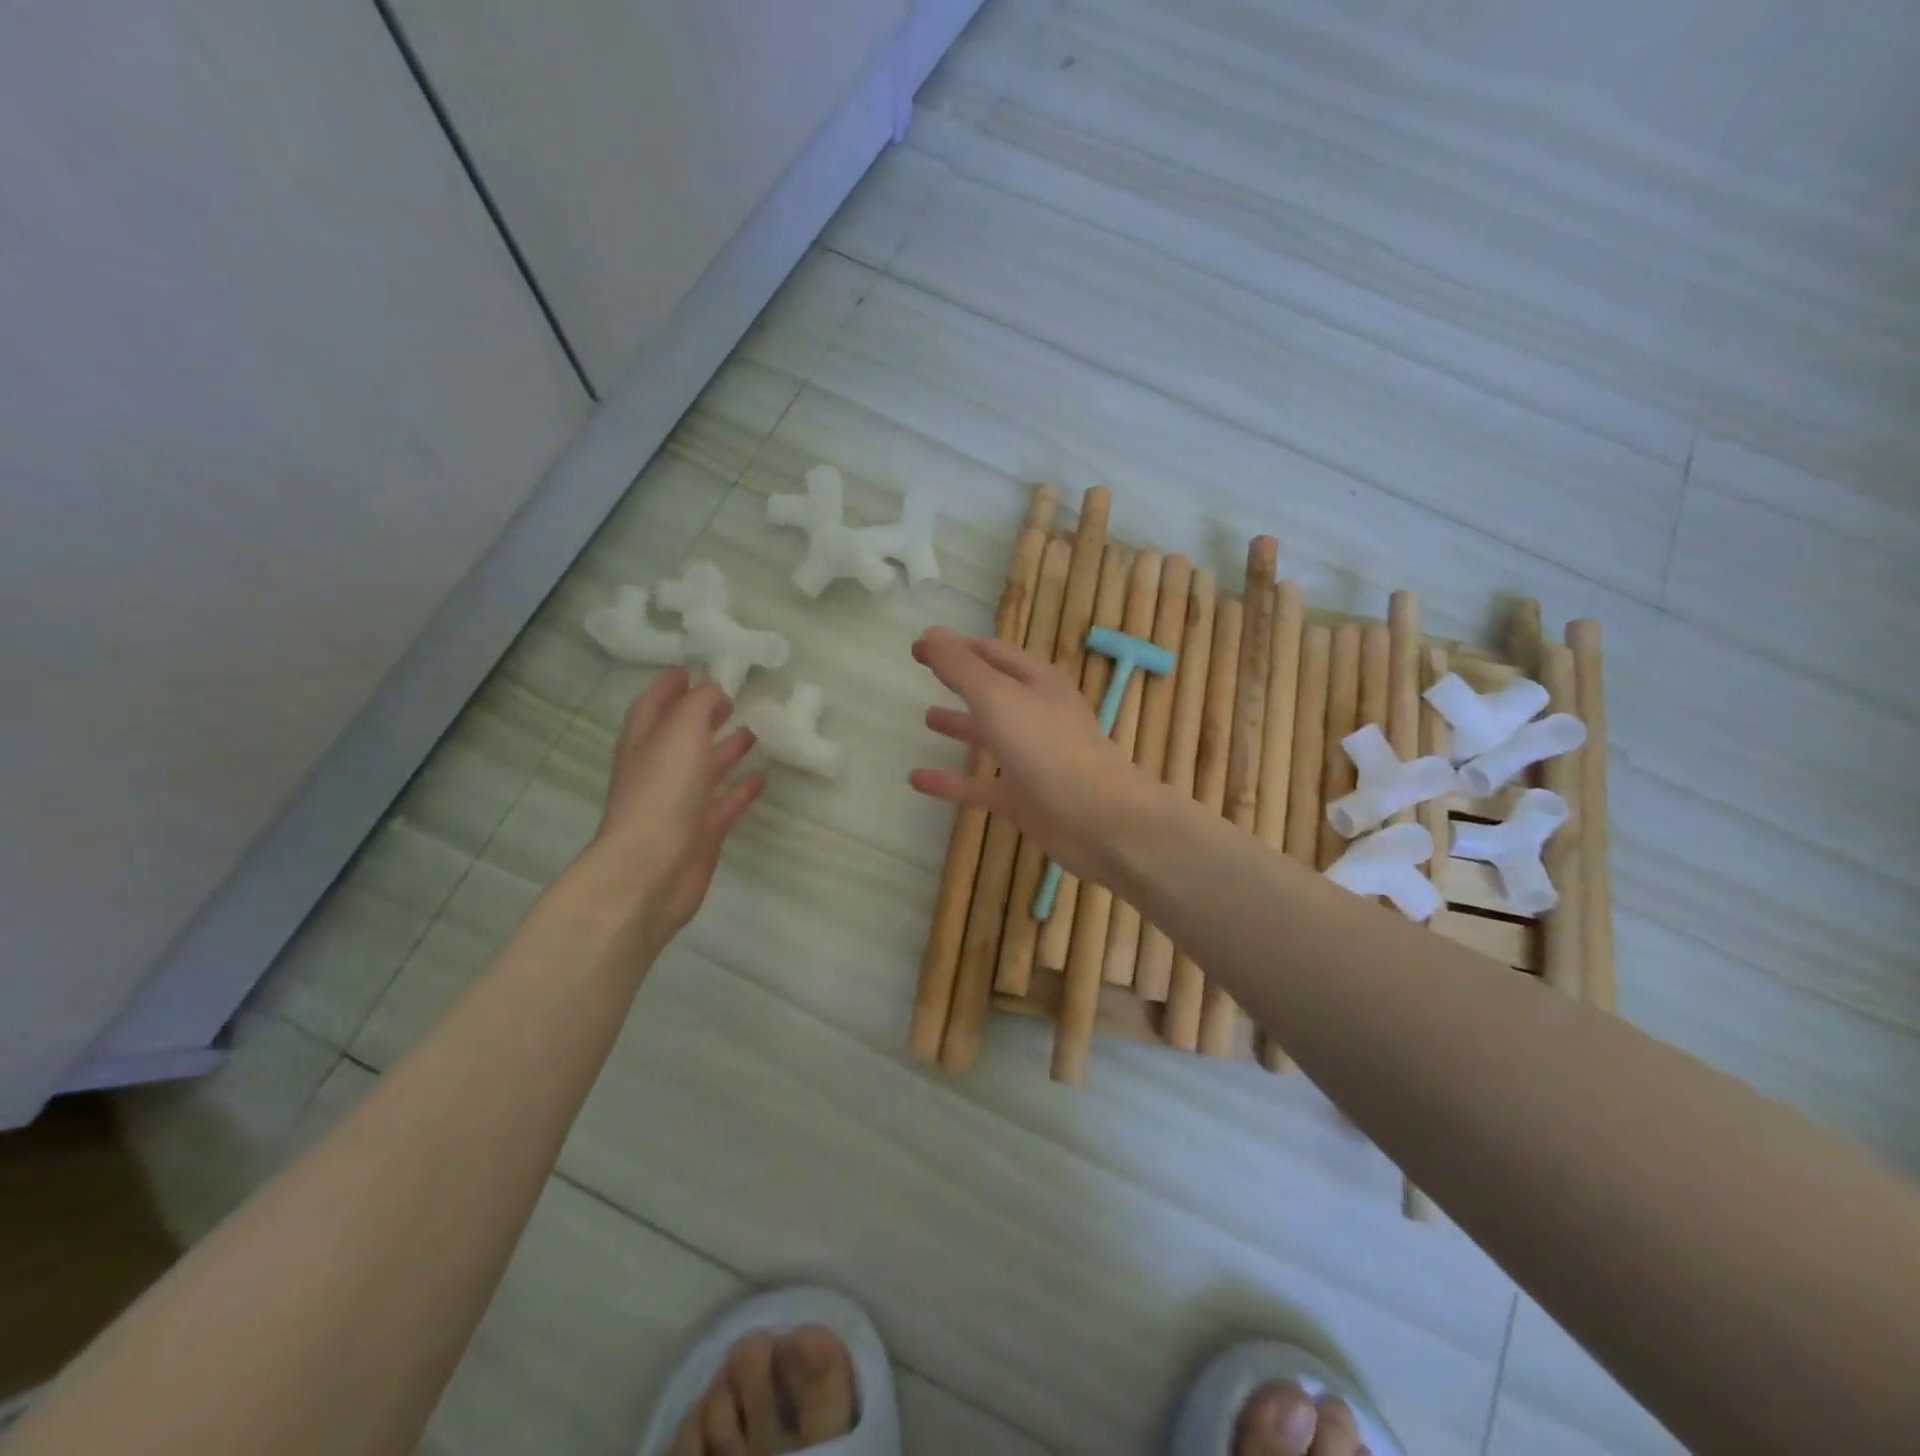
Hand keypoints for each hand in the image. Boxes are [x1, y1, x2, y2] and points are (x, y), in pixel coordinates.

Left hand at [573, 668, 764, 952]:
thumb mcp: (681, 731)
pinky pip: (725, 803)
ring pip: (706, 768)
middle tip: (734, 698)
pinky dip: (742, 789)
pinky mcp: (702, 831)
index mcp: (644, 740)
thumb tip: (715, 690)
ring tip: (756, 731)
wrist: (652, 869)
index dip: (671, 684)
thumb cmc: (662, 792)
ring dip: (727, 748)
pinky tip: (763, 777)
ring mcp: (680, 802)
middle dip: (704, 715)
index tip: (697, 668)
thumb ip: (699, 704)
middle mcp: (659, 768)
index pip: (653, 703)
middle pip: (681, 734)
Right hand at [909, 627, 1160, 885]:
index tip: (919, 647)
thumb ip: (961, 667)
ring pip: (989, 736)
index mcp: (1037, 683)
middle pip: (992, 691)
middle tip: (924, 672)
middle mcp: (1036, 716)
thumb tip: (929, 634)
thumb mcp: (998, 697)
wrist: (1097, 819)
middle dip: (960, 680)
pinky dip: (950, 782)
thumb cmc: (1048, 747)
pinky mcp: (1022, 798)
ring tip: (926, 717)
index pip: (991, 654)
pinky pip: (979, 786)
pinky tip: (917, 780)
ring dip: (960, 726)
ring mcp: (1031, 759)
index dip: (955, 647)